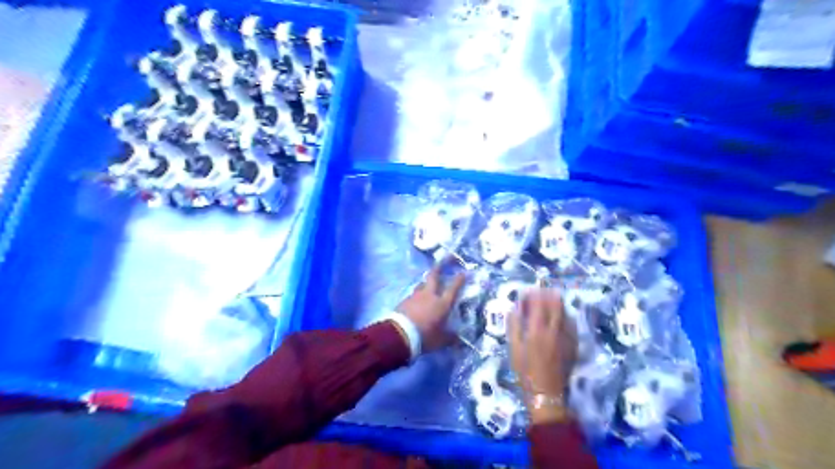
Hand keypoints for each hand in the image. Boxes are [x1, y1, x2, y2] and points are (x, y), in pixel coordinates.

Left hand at [395, 263, 465, 352]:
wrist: (399, 335)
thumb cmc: (425, 337)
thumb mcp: (441, 340)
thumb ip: (450, 337)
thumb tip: (458, 339)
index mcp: (442, 303)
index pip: (453, 288)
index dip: (459, 279)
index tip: (464, 272)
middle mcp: (430, 295)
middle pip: (434, 275)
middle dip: (440, 266)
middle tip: (445, 259)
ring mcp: (415, 296)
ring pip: (422, 283)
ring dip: (427, 282)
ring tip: (430, 284)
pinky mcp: (404, 300)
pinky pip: (414, 294)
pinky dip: (418, 295)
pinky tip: (418, 300)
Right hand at [505, 288, 578, 423]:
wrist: (546, 392)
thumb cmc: (525, 371)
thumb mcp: (514, 348)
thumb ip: (514, 326)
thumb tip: (514, 309)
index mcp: (537, 330)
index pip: (538, 304)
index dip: (534, 294)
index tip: (528, 290)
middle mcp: (554, 330)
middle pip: (556, 305)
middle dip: (549, 294)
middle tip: (542, 290)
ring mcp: (565, 337)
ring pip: (565, 313)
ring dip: (558, 303)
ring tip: (552, 299)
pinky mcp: (573, 345)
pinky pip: (572, 325)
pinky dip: (566, 316)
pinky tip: (562, 316)